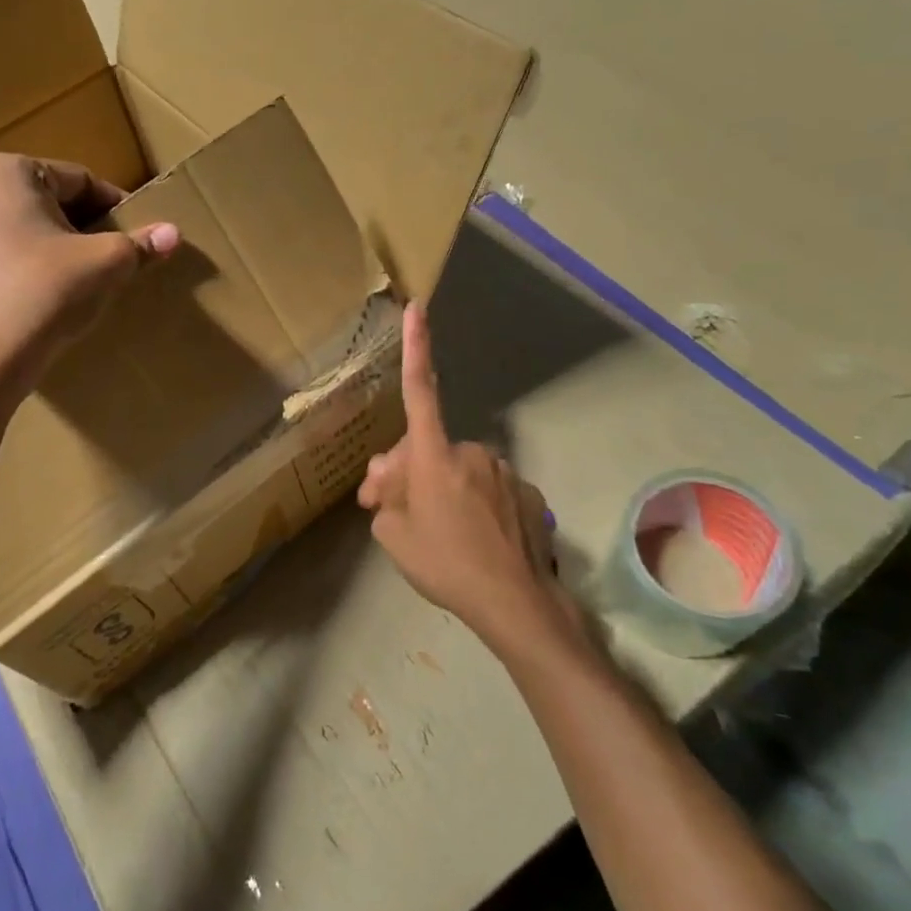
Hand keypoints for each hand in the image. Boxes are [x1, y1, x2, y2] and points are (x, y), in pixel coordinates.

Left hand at [0, 154, 177, 396]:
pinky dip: (31, 267)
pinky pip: (4, 256)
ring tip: (87, 276)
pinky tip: (53, 295)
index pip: (78, 180)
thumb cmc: (48, 290)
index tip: (137, 231)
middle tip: (116, 254)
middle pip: (49, 202)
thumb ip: (140, 244)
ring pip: (25, 230)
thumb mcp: (106, 263)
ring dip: (58, 247)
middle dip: (84, 226)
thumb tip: (174, 233)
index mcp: (7, 171)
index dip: (115, 206)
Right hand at [359, 302, 585, 660]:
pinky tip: (468, 535)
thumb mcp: (393, 535)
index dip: (417, 348)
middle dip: (404, 470)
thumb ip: (385, 497)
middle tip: (385, 507)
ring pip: (455, 468)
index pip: (420, 392)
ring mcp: (502, 471)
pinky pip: (484, 487)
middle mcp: (471, 452)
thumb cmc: (445, 565)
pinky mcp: (525, 493)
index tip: (418, 308)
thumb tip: (388, 478)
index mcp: (435, 456)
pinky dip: (469, 501)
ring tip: (431, 528)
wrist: (515, 603)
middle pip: (426, 448)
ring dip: (437, 486)